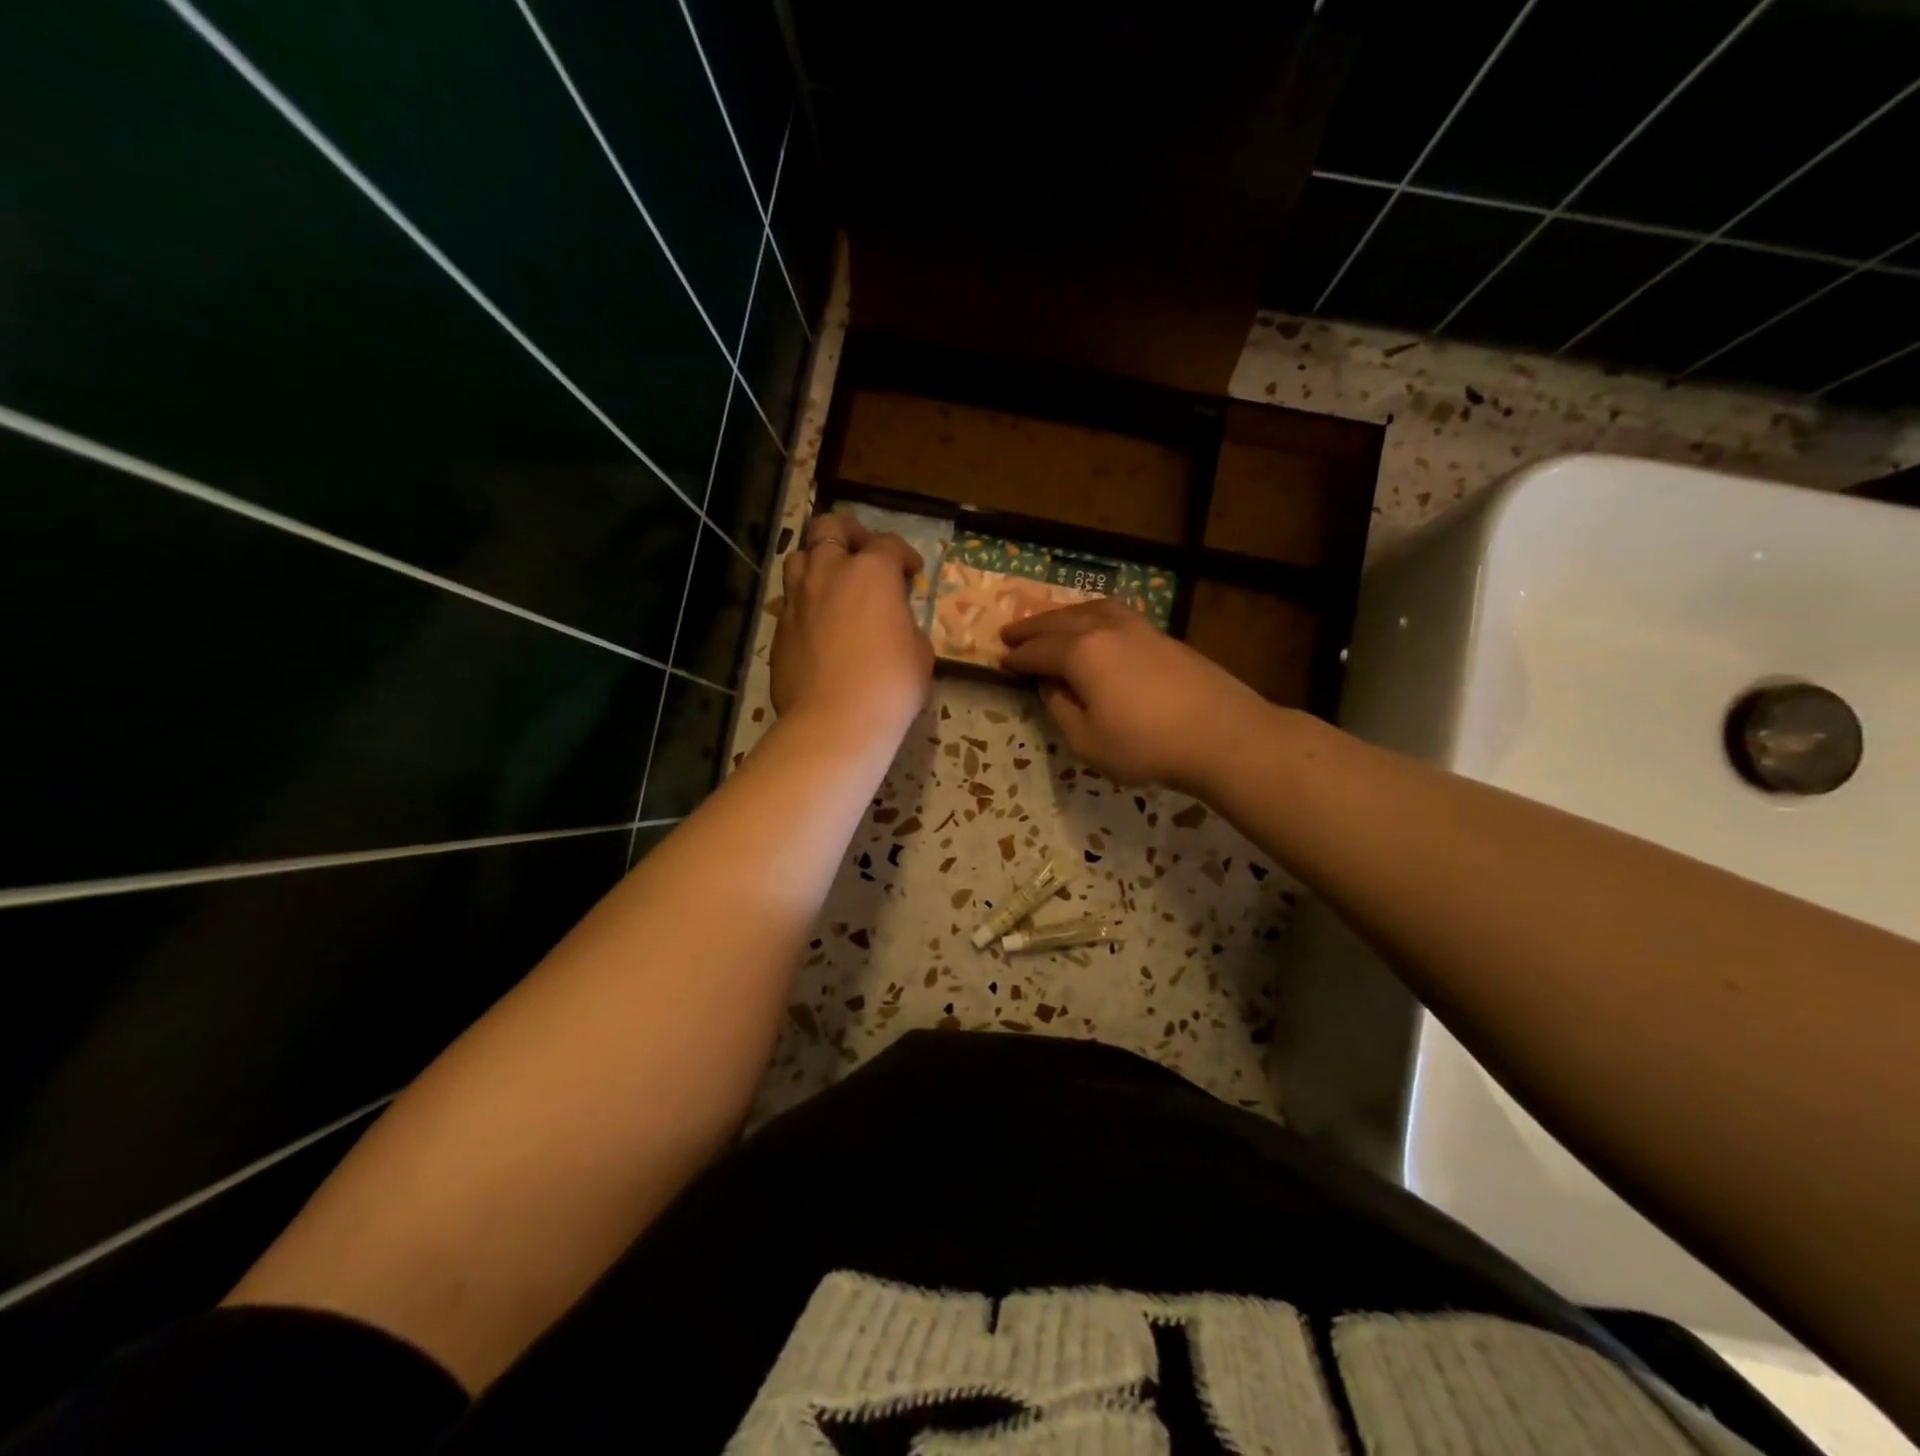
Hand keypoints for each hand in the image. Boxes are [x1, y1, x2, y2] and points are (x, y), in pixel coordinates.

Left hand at [771, 513, 932, 741]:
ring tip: (832, 583)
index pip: (889, 544)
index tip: (911, 573)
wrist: (835, 720)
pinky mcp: (779, 626)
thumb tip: (894, 622)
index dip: (904, 555)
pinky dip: (805, 600)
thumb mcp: (918, 651)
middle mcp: (829, 572)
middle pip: (829, 527)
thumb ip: (905, 623)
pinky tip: (818, 622)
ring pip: (799, 556)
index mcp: (871, 572)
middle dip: (848, 533)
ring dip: (817, 562)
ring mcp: (797, 598)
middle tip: (861, 553)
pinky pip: (790, 599)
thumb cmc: (890, 684)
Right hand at [1000, 598, 1268, 792]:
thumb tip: (1051, 686)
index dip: (1017, 658)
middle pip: (1060, 622)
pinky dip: (1093, 616)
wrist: (1222, 735)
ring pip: (1091, 610)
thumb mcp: (1087, 741)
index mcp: (1082, 654)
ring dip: (1064, 615)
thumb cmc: (1146, 745)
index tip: (1000, 660)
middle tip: (1010, 632)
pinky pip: (1116, 614)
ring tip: (1051, 621)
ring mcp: (1139, 628)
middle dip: (1032, 627)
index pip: (1039, 651)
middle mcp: (1106, 630)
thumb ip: (1061, 710)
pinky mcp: (1163, 637)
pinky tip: (1096, 627)